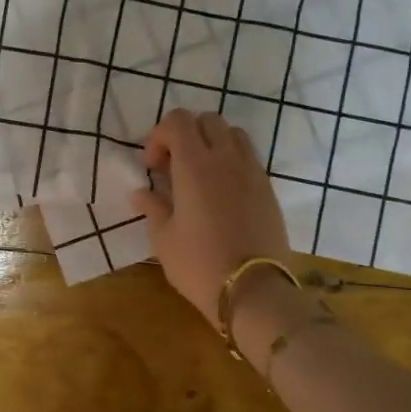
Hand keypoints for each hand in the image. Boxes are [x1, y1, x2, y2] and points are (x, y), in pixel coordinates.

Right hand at [132, 109, 291, 324]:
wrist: (253, 291)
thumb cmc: (199, 263)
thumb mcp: (163, 238)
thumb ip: (152, 207)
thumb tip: (141, 193)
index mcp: (195, 165)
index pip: (178, 121)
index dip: (159, 136)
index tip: (152, 167)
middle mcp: (226, 159)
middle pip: (208, 120)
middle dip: (186, 135)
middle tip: (173, 167)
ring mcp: (252, 172)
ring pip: (233, 134)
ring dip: (212, 144)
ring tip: (200, 176)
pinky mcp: (268, 189)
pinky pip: (248, 158)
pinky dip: (231, 162)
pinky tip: (221, 194)